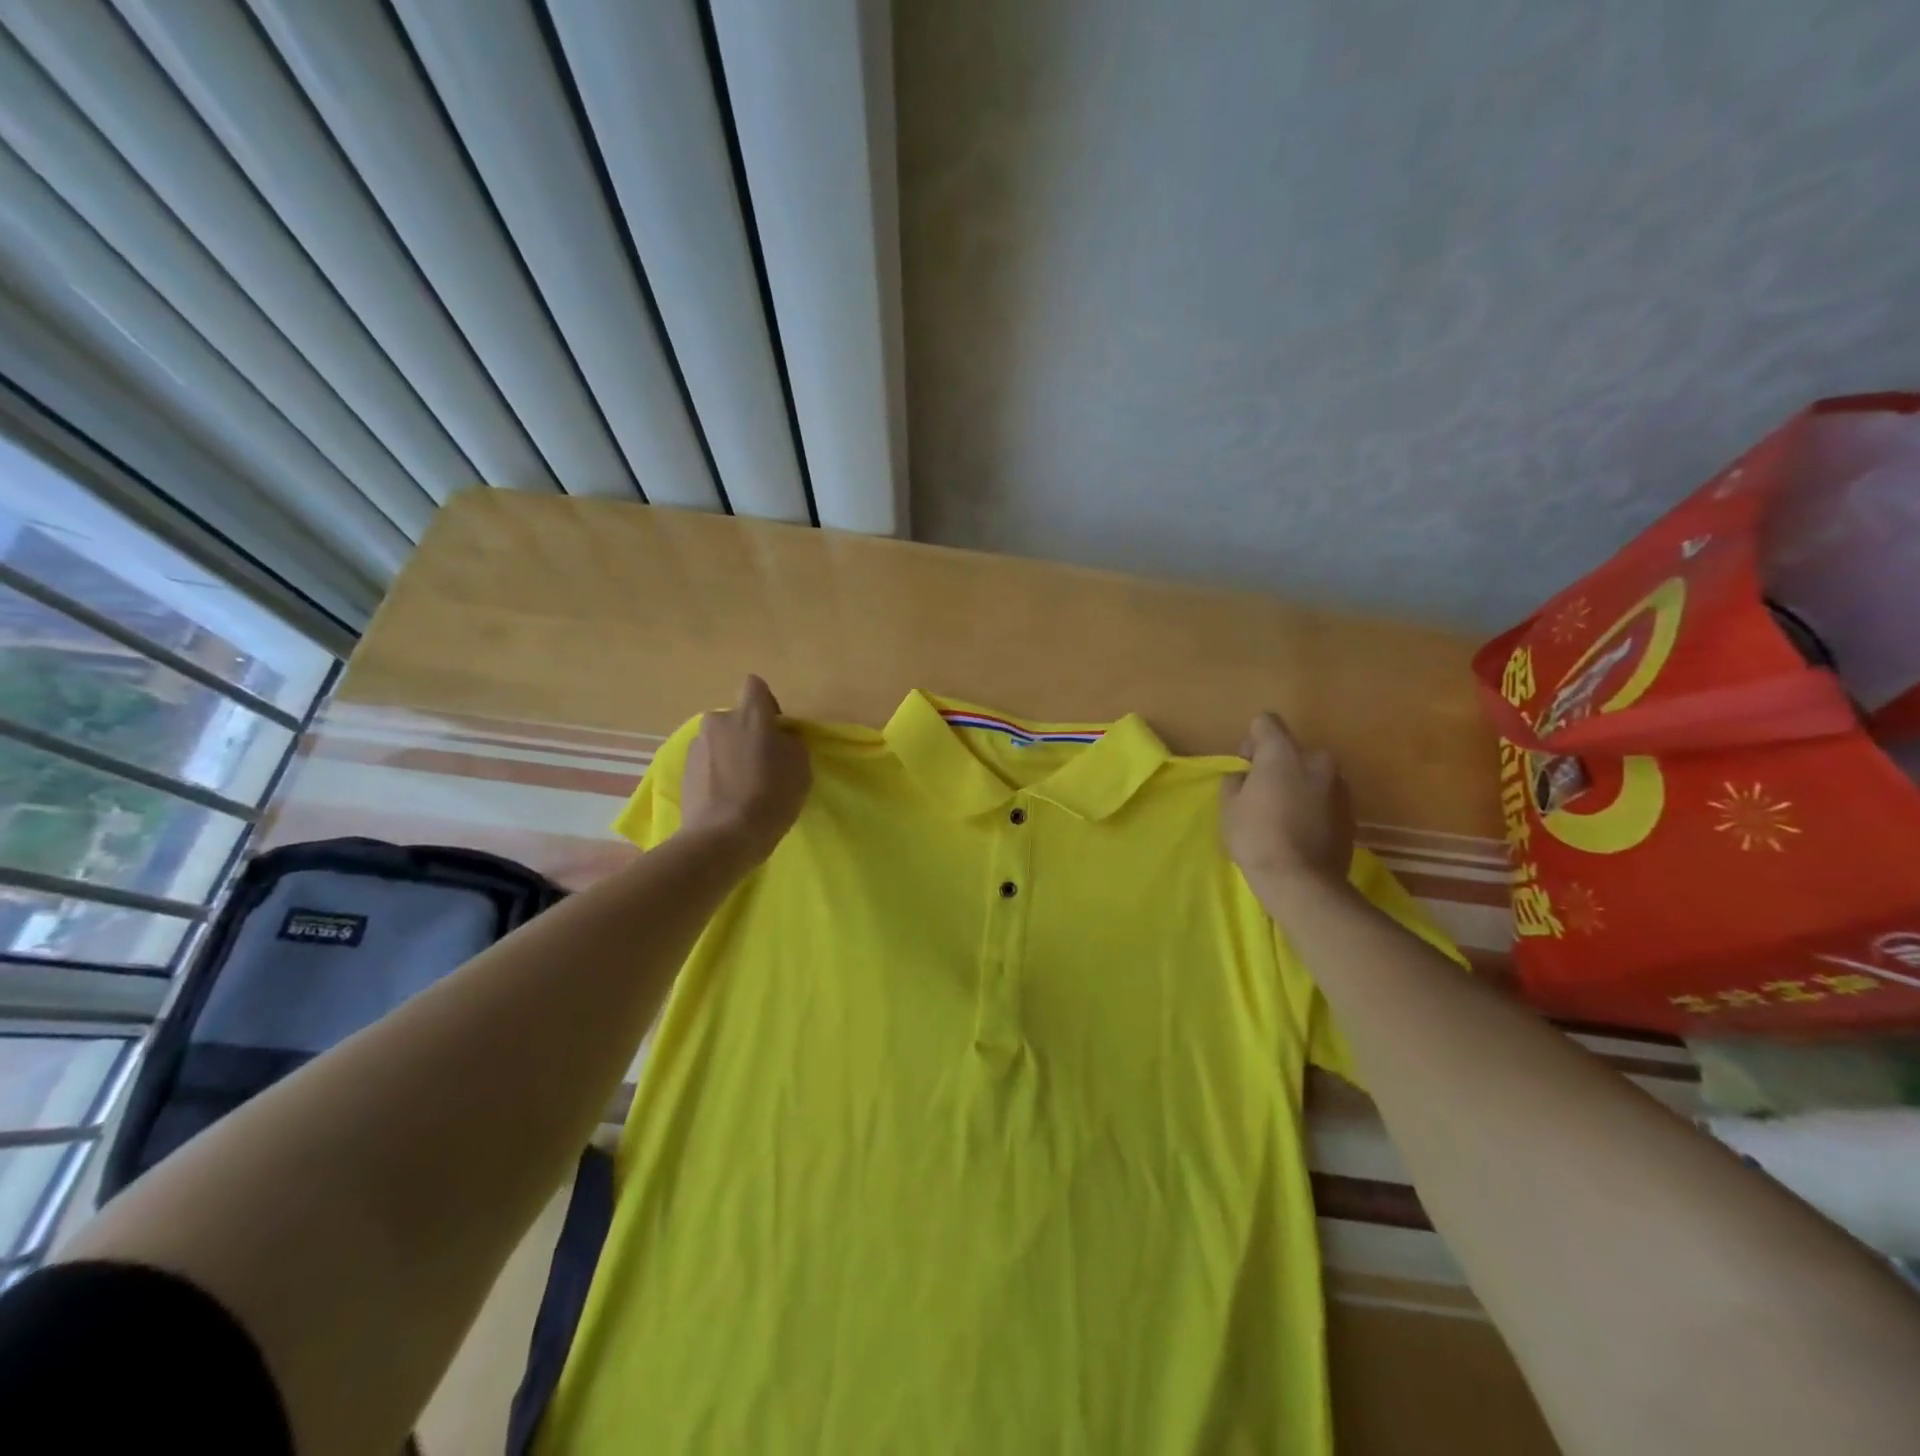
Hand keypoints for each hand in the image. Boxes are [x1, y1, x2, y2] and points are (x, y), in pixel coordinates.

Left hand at [679, 676, 811, 863]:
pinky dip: (716, 773)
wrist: (722, 837)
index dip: (767, 705)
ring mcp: (697, 746)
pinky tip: (726, 798)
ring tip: (741, 786)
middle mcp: (718, 721)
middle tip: (761, 764)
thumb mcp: (800, 767)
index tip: (776, 731)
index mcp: (749, 715)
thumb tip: (778, 739)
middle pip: (736, 718)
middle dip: (746, 734)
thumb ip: (790, 743)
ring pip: (720, 741)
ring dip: (730, 754)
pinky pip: (707, 763)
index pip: (756, 687)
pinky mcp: (684, 771)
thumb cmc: (770, 797)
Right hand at [1220, 712, 1353, 897]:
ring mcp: (1339, 786)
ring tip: (1283, 816)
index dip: (1252, 740)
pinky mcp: (1352, 812)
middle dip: (1278, 766)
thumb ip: (1236, 781)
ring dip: (1297, 786)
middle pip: (1292, 751)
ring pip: (1311, 775)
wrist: (1303, 882)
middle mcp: (1317, 760)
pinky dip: (1313, 806)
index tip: (1246, 766)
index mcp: (1284, 752)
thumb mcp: (1229, 807)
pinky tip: (1300, 831)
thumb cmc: (1257, 837)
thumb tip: (1246, 777)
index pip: (1266, 722)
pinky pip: (1325, 798)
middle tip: (1262, 795)